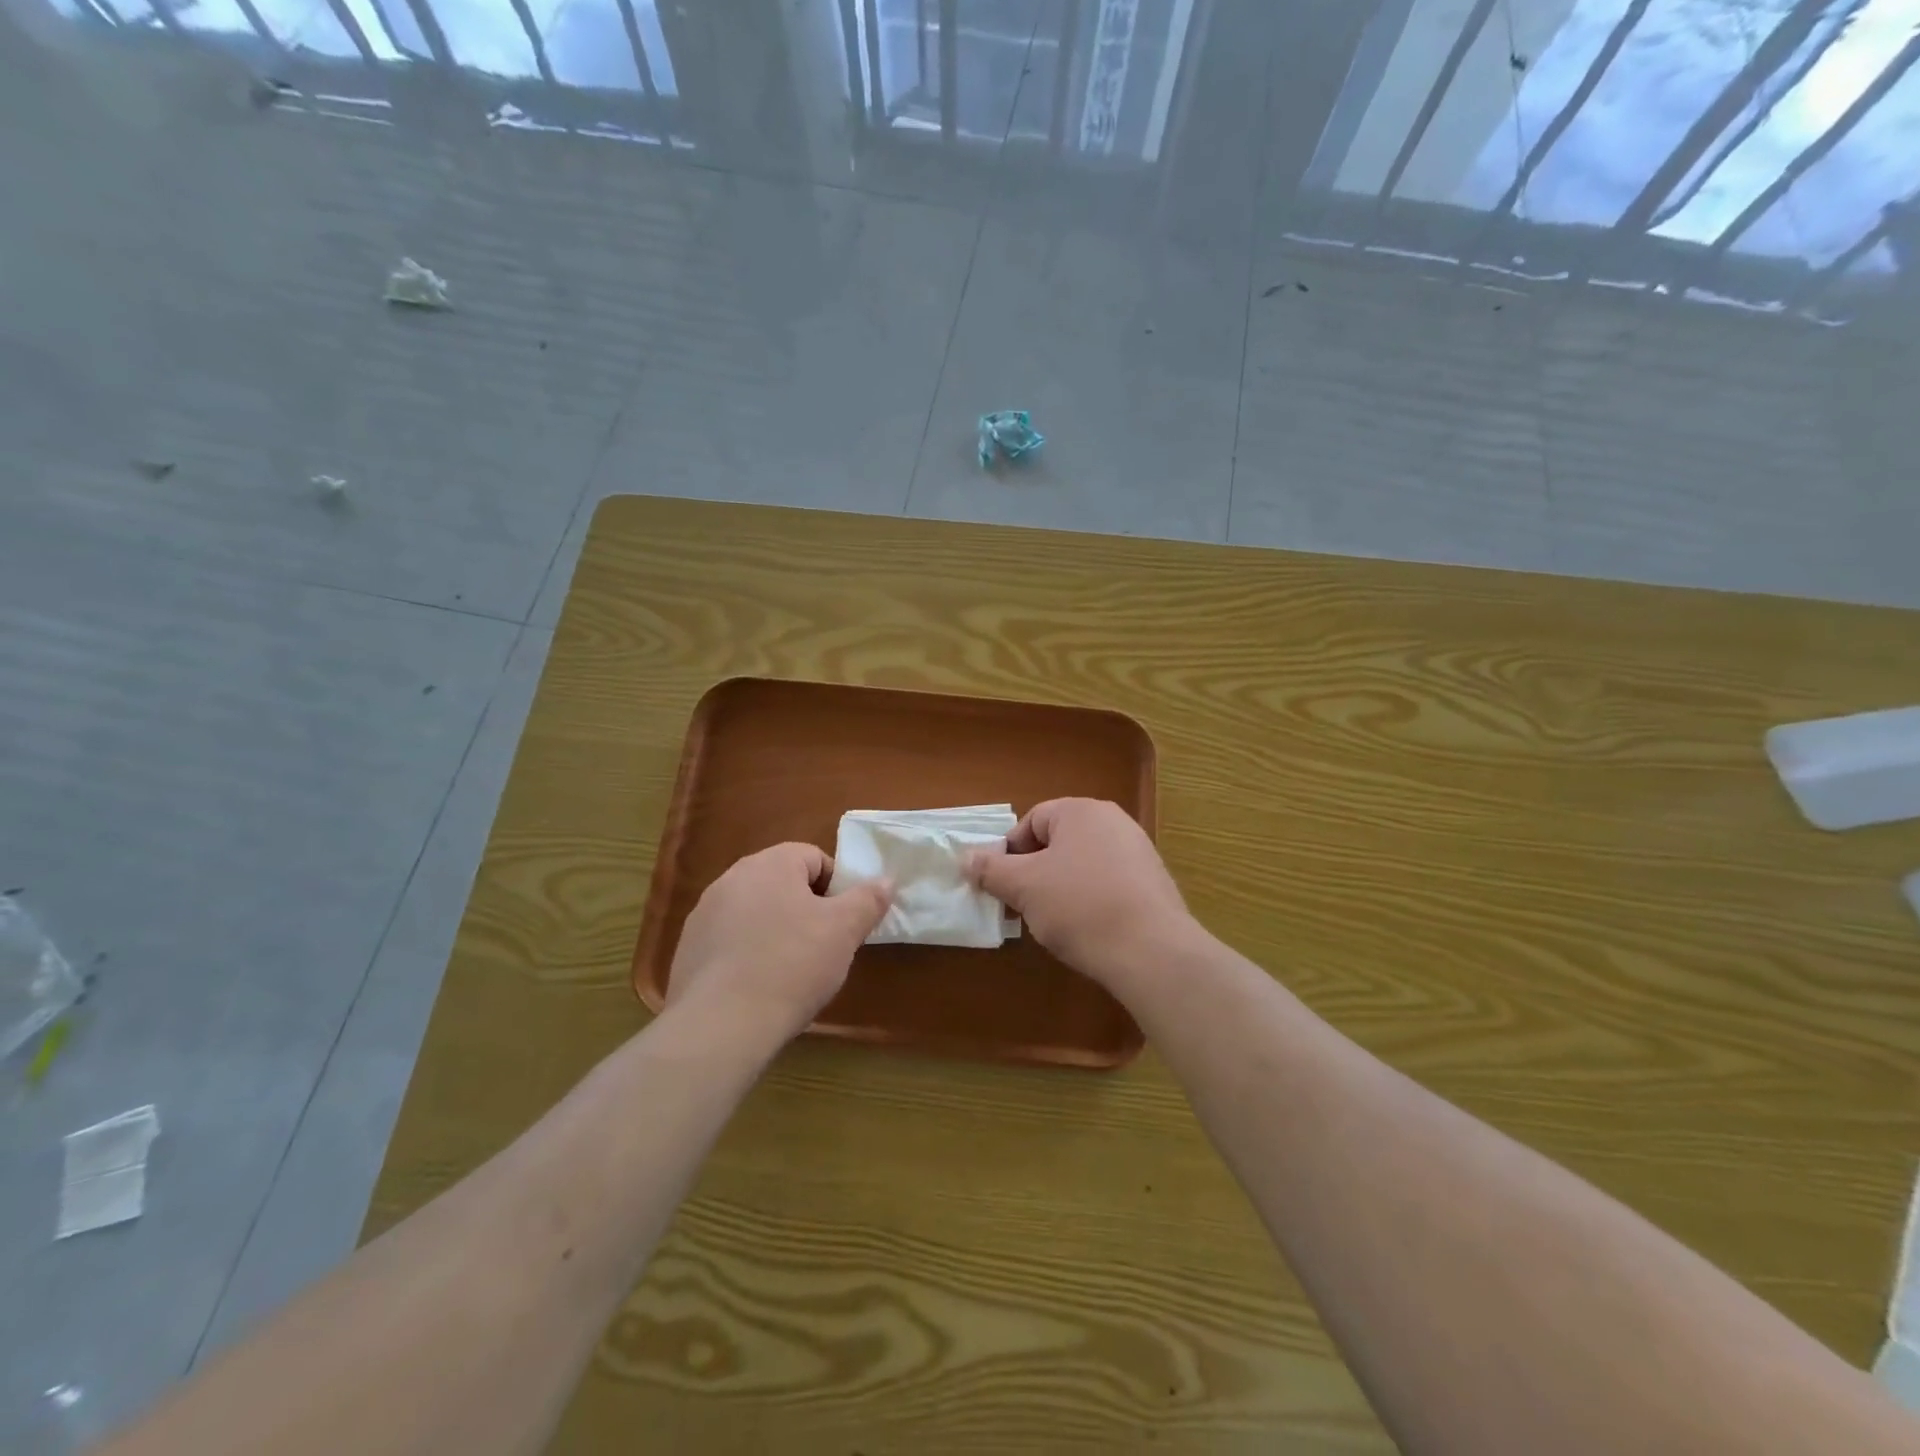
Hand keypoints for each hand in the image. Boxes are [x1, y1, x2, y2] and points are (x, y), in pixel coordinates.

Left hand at [666, 843, 891, 1040]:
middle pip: (782, 883)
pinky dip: (748, 954)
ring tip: (790, 970)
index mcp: (769, 864)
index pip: (813, 857)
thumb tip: (886, 879)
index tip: (843, 922)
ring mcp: (704, 914)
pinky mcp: (688, 949)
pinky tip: (758, 986)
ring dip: (776, 930)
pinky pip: (730, 940)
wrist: (721, 1026)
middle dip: (806, 909)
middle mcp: (731, 878)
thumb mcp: (844, 931)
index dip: (836, 887)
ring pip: (755, 912)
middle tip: (823, 946)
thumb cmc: (792, 966)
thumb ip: (868, 899)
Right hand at [966, 798, 1195, 989]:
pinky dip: (1091, 900)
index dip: (1010, 852)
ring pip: (1083, 864)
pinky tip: (1087, 929)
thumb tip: (966, 858)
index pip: (1032, 820)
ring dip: (1061, 887)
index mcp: (1081, 811)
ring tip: (1054, 921)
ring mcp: (1139, 851)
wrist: (1151, 951)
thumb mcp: (1024, 887)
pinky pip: (1108, 883)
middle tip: (1022, 905)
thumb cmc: (1079, 906)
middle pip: (1058, 841)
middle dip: (1034, 872)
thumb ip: (991, 869)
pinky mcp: (1154, 883)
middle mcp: (1114, 821)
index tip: (1002, 885)